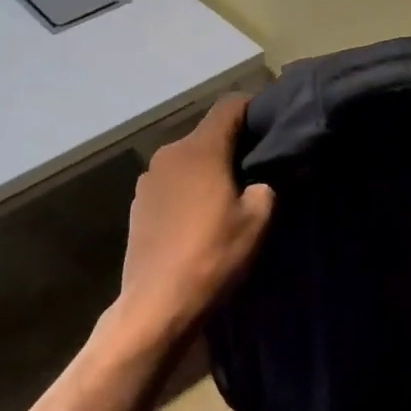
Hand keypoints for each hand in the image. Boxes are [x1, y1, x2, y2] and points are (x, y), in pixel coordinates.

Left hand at [111, 96, 275, 347]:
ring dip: (209, 169)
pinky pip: (172, 183)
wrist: (157, 304)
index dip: (254, 109)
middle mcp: (169, 154)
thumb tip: (265, 177)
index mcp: (200, 149)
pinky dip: (189, 189)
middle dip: (233, 145)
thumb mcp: (258, 219)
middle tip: (258, 169)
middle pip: (208, 134)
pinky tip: (200, 218)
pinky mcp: (138, 205)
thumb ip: (267, 185)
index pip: (230, 106)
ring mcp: (148, 179)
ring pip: (188, 160)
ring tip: (228, 197)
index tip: (272, 127)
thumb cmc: (213, 254)